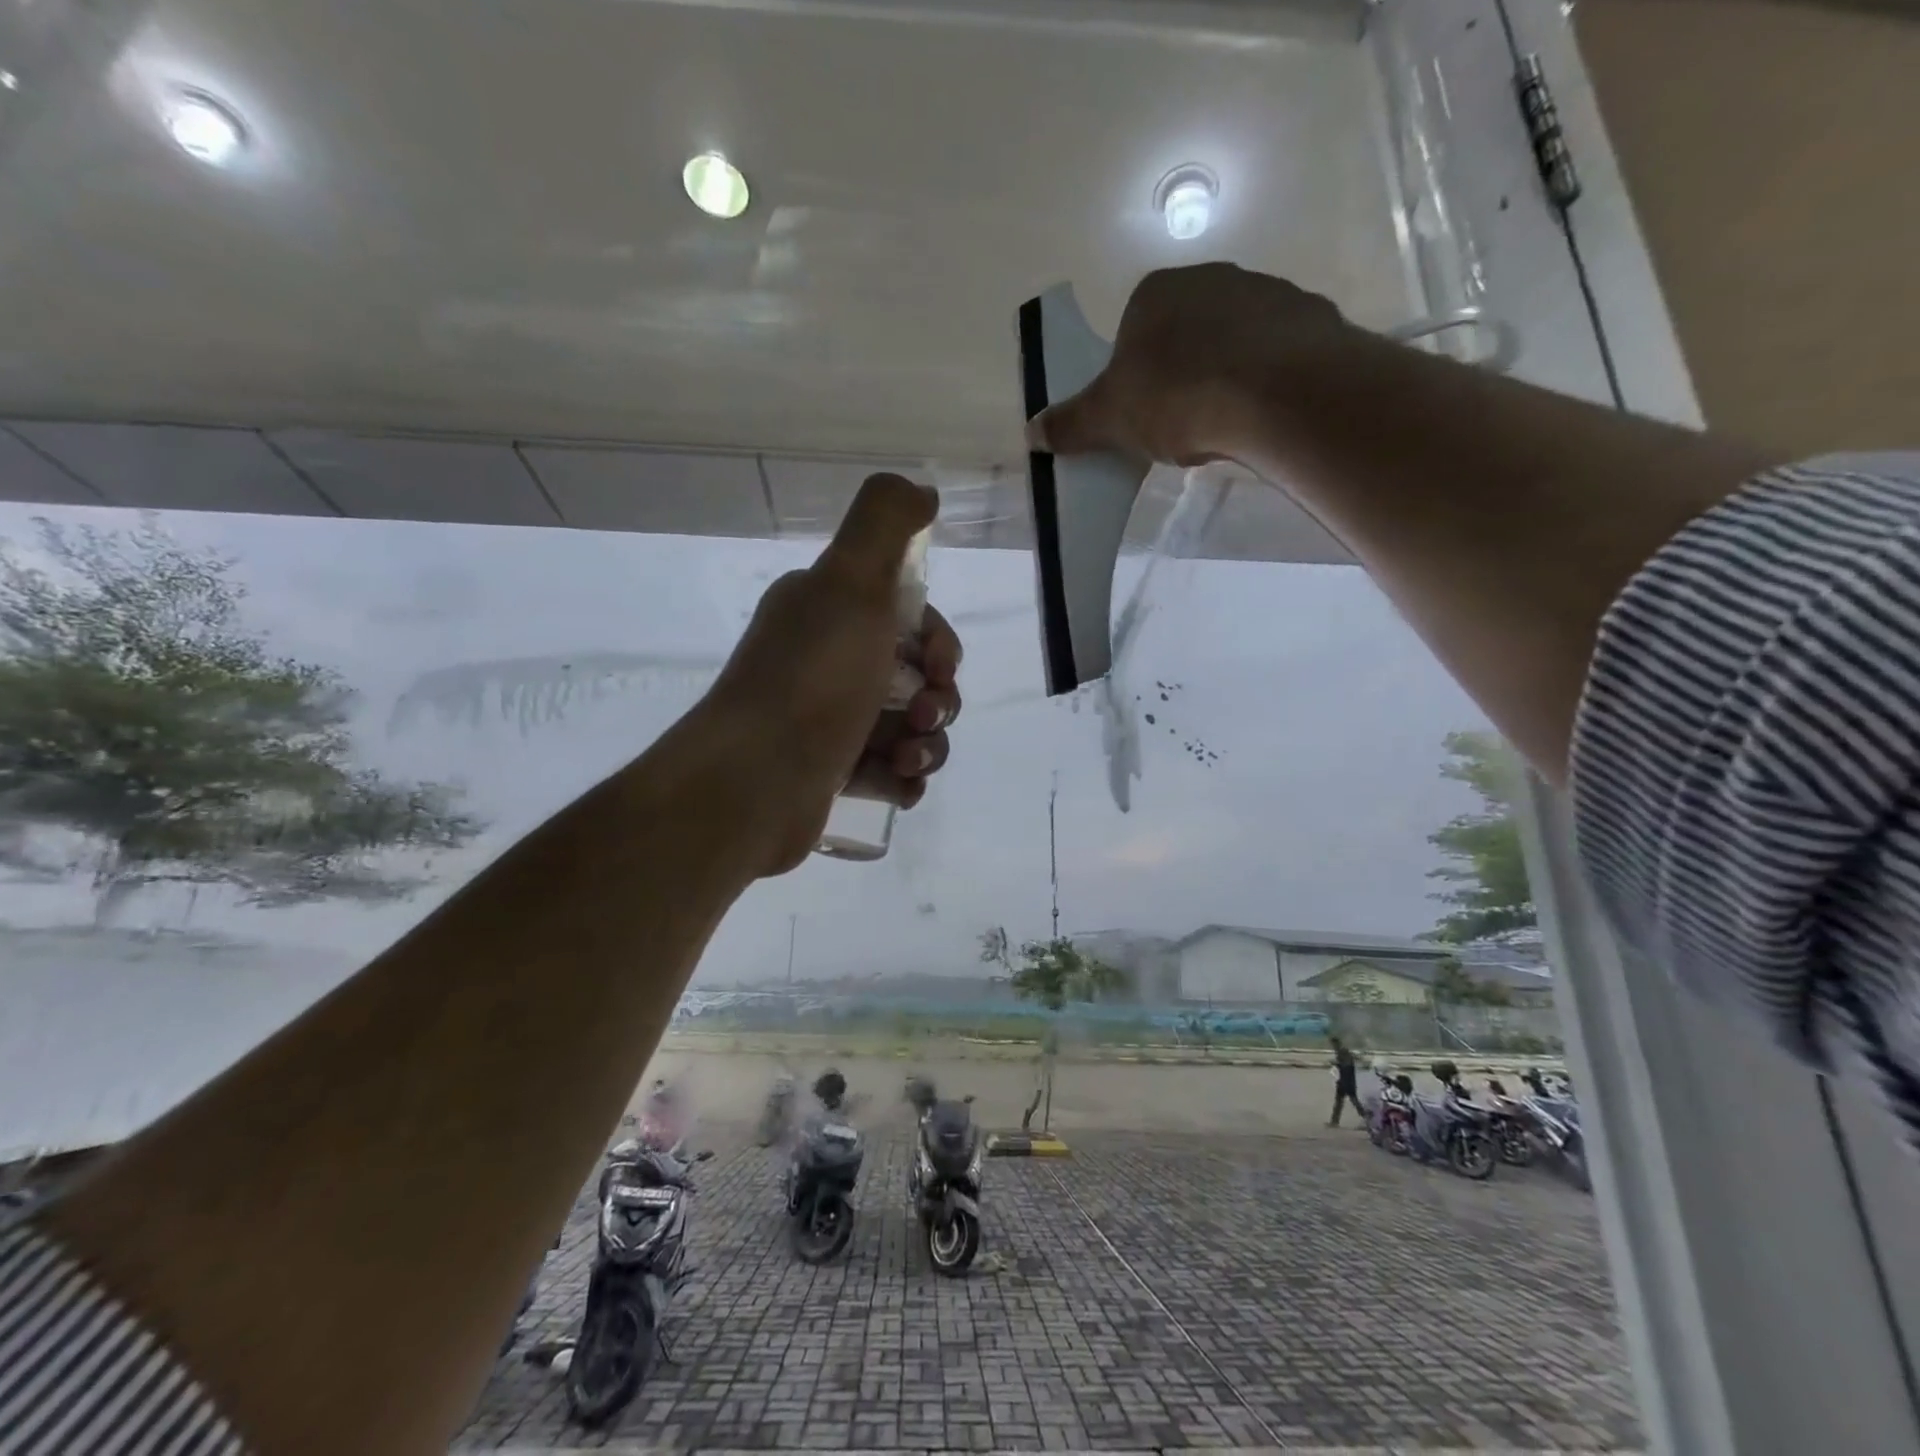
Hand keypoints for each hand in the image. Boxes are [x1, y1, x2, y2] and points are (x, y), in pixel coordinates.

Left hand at [705, 473, 962, 875]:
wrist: (753, 780)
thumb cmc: (813, 678)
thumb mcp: (851, 580)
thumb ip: (887, 521)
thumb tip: (922, 489)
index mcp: (829, 612)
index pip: (910, 620)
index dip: (938, 643)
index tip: (938, 667)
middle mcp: (827, 661)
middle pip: (916, 677)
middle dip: (938, 699)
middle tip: (923, 717)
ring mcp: (828, 721)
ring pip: (909, 728)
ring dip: (927, 745)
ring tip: (907, 759)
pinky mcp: (830, 774)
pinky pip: (889, 773)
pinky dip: (902, 779)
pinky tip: (897, 784)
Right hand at [1025, 262, 1353, 465]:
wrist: (1275, 394)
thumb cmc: (1177, 398)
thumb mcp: (1110, 419)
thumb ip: (1071, 423)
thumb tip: (1031, 431)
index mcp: (1155, 292)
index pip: (1132, 330)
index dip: (1131, 374)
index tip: (1139, 411)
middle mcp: (1210, 277)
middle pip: (1183, 332)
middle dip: (1178, 373)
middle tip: (1178, 423)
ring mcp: (1265, 292)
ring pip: (1231, 341)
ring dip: (1222, 375)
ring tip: (1222, 423)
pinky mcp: (1308, 317)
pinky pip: (1274, 353)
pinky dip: (1264, 379)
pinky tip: (1259, 413)